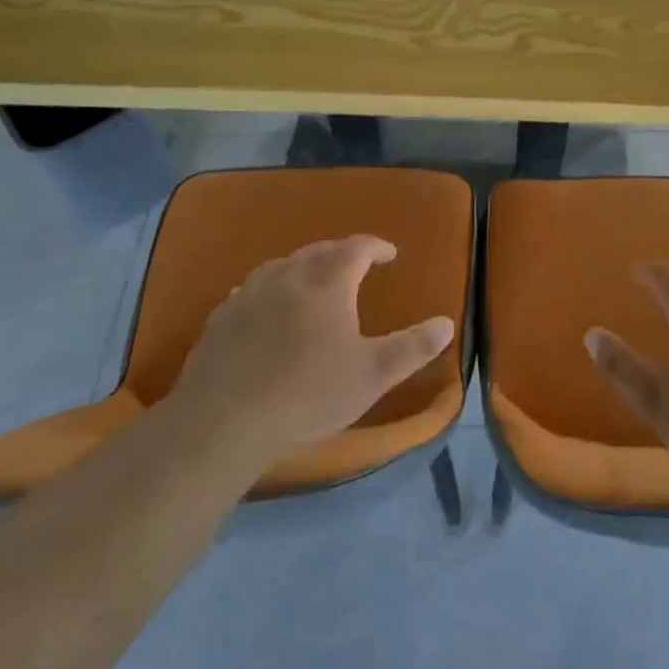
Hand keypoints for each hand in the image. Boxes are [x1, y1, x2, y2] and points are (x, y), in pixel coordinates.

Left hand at [169, 236, 453, 476]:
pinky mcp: (220, 319)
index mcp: (328, 280)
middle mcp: (288, 274)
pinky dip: (270, 292)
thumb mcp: (374, 374)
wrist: (222, 422)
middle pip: (319, 251)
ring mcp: (248, 294)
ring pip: (282, 266)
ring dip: (304, 269)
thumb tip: (447, 324)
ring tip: (314, 285)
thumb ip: (413, 347)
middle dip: (341, 254)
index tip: (390, 254)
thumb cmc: (309, 393)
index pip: (357, 247)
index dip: (377, 246)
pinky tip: (268, 312)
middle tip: (356, 267)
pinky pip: (252, 291)